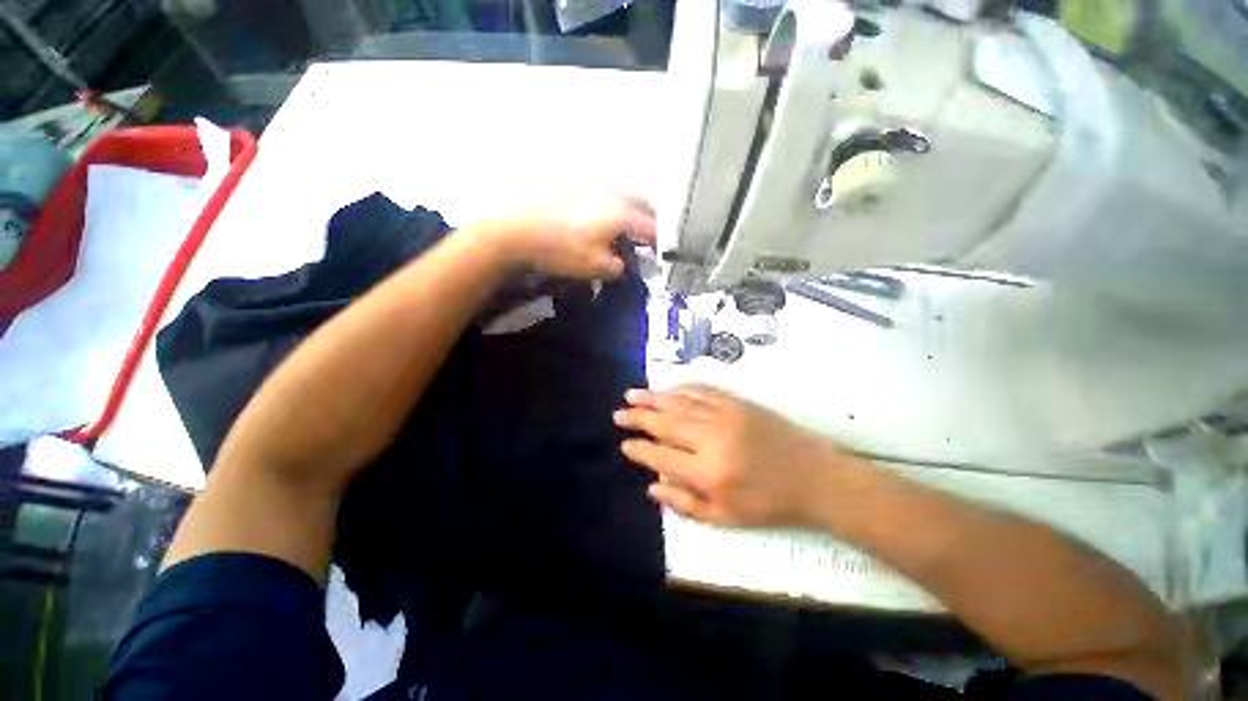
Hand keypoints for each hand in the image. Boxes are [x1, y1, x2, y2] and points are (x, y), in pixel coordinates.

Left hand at [491, 191, 656, 279]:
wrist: (518, 230)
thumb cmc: (563, 250)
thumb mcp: (596, 267)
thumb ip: (618, 267)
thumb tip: (623, 264)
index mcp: (622, 213)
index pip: (652, 227)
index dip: (661, 242)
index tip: (664, 254)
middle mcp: (612, 194)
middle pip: (642, 205)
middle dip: (651, 222)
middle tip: (651, 240)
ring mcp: (592, 188)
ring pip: (624, 199)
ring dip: (632, 214)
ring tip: (628, 232)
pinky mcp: (575, 189)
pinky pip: (606, 198)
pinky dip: (614, 210)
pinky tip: (604, 223)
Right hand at [614, 384, 864, 527]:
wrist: (816, 477)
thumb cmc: (770, 504)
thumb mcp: (727, 518)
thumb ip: (685, 503)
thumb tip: (652, 486)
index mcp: (708, 472)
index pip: (661, 455)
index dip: (640, 450)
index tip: (625, 444)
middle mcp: (711, 438)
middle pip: (665, 423)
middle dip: (638, 417)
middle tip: (619, 413)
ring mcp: (725, 415)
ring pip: (680, 402)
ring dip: (654, 398)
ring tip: (632, 395)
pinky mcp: (738, 402)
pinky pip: (702, 391)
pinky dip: (681, 389)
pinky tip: (668, 389)